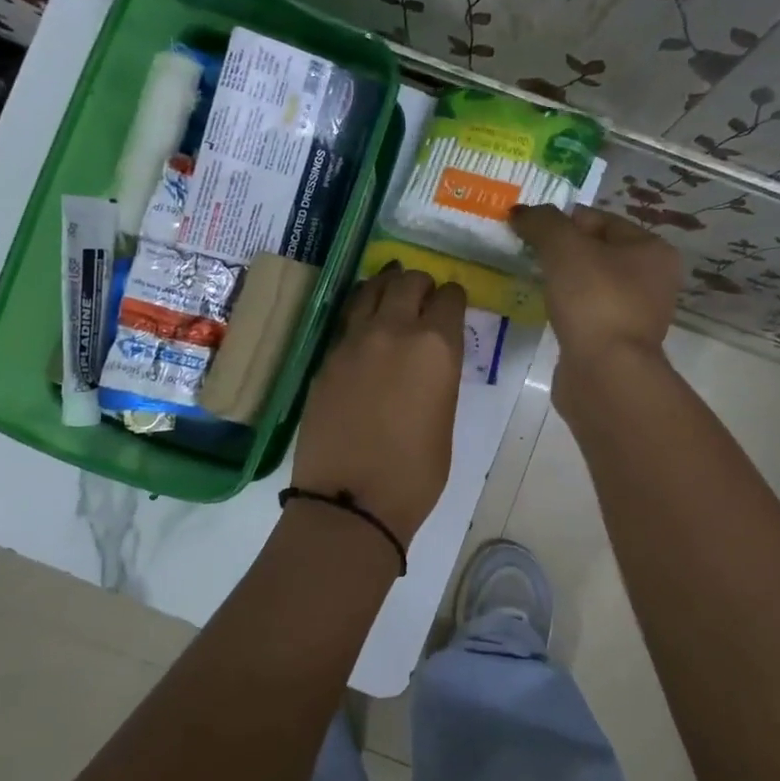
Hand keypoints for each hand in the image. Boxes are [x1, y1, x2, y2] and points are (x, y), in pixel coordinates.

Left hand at [294, 266, 466, 543]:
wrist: (351, 499)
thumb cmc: (415, 473)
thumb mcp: (444, 419)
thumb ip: (438, 377)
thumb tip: (428, 362)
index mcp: (435, 346)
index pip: (449, 298)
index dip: (453, 297)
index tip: (452, 304)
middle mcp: (394, 331)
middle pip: (408, 281)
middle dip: (420, 283)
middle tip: (423, 295)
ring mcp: (353, 341)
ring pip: (370, 290)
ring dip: (386, 286)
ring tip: (392, 290)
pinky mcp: (326, 358)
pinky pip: (347, 320)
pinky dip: (361, 312)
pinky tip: (364, 325)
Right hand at [511, 204, 680, 407]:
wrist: (605, 373)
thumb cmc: (594, 300)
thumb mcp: (564, 248)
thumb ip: (542, 223)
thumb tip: (520, 212)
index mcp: (653, 250)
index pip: (602, 220)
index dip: (564, 220)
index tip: (531, 230)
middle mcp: (653, 281)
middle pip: (597, 252)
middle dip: (562, 251)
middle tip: (528, 255)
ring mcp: (636, 315)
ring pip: (591, 285)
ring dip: (563, 282)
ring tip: (533, 282)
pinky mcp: (616, 343)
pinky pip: (586, 314)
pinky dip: (566, 310)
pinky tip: (547, 312)